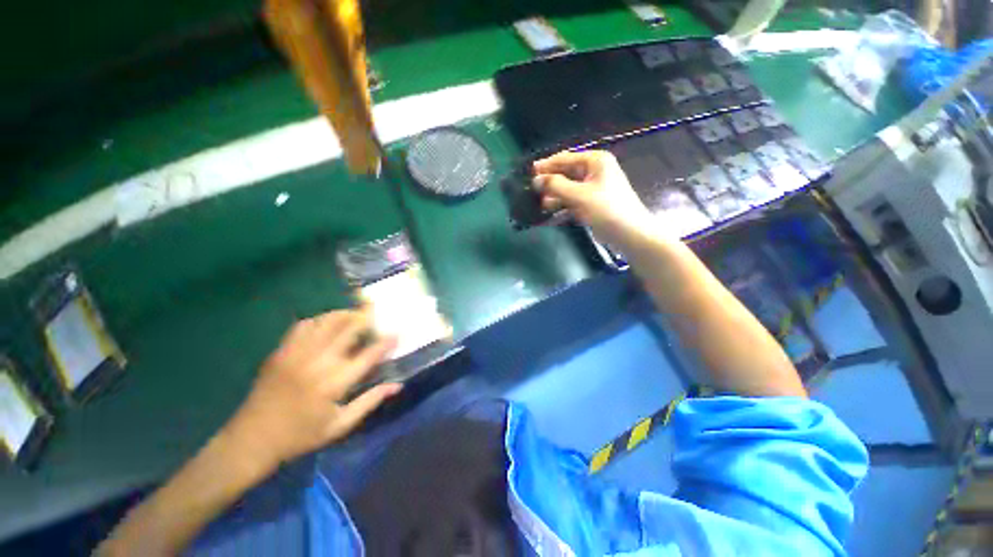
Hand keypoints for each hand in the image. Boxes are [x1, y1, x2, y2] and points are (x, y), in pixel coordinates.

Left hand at [222, 310, 400, 469]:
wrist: (251, 440)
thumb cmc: (300, 436)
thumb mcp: (340, 425)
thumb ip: (370, 401)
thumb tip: (397, 386)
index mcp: (335, 383)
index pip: (369, 354)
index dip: (387, 342)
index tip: (398, 333)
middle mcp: (318, 362)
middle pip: (349, 328)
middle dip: (368, 318)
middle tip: (378, 316)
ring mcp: (297, 353)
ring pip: (327, 321)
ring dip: (346, 314)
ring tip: (356, 316)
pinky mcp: (282, 351)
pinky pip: (304, 325)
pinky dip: (320, 320)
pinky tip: (328, 324)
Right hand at [533, 150, 663, 247]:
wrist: (629, 234)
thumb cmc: (606, 210)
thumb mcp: (579, 196)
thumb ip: (556, 186)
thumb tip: (535, 180)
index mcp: (595, 162)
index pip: (565, 159)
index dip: (546, 165)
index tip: (528, 172)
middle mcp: (594, 172)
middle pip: (565, 174)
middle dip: (549, 184)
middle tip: (530, 192)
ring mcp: (592, 189)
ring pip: (567, 190)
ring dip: (553, 198)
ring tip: (537, 206)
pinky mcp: (591, 205)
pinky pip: (571, 203)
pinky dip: (561, 209)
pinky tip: (547, 218)